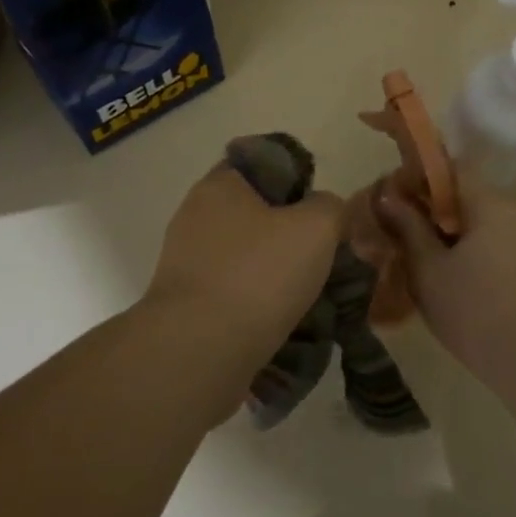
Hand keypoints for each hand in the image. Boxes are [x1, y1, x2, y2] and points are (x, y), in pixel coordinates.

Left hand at [147, 164, 343, 355]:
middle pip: (256, 213)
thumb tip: (323, 211)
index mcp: (220, 185)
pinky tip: (284, 321)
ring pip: (246, 256)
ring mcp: (186, 262)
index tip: (321, 210)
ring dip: (276, 272)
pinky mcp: (185, 304)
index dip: (297, 179)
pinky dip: (257, 303)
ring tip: (311, 296)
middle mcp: (195, 216)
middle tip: (324, 255)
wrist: (198, 353)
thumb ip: (330, 207)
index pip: (262, 164)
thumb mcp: (317, 228)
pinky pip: (232, 292)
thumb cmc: (258, 275)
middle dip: (290, 233)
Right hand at [374, 182, 515, 388]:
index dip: (418, 179)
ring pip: (483, 223)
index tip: (395, 203)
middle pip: (467, 196)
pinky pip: (500, 244)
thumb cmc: (476, 313)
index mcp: (489, 202)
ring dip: (455, 235)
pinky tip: (459, 283)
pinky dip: (476, 253)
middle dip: (434, 212)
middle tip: (404, 238)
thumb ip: (408, 227)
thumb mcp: (429, 271)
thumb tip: (387, 194)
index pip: (450, 169)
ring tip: (427, 265)